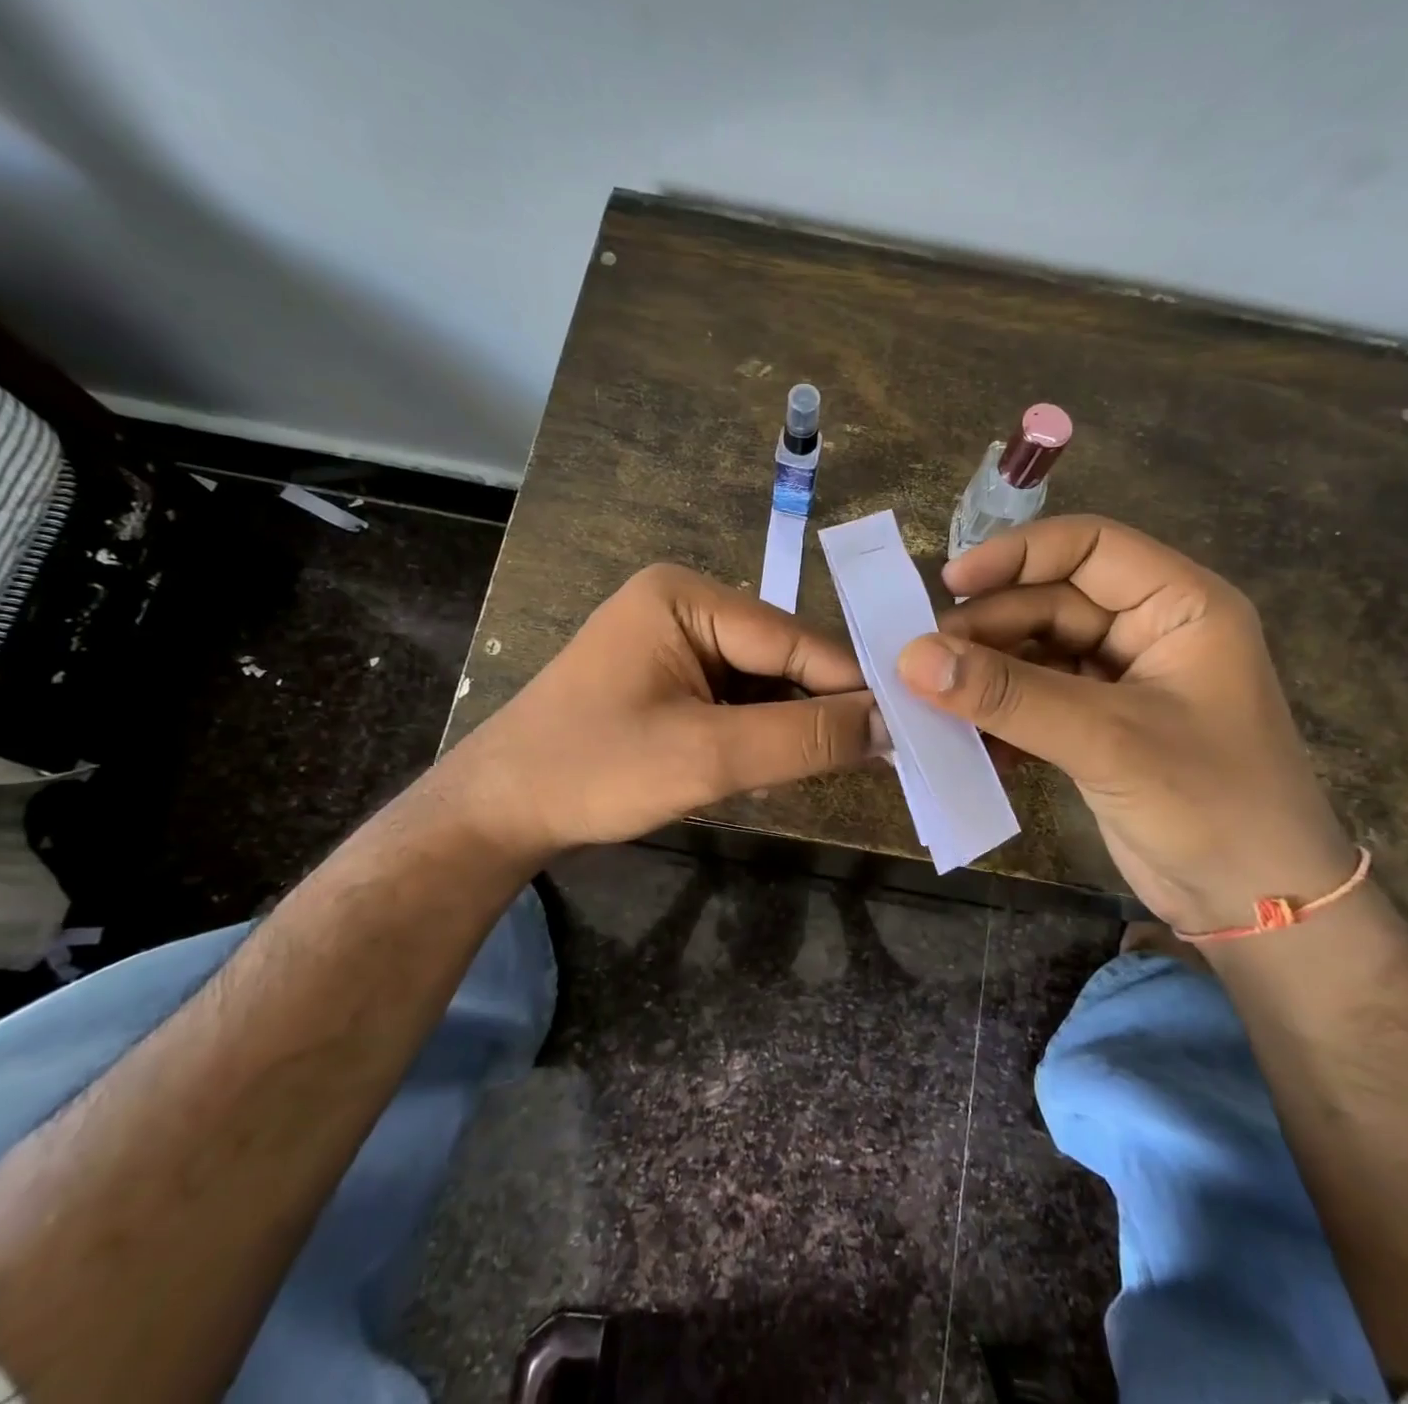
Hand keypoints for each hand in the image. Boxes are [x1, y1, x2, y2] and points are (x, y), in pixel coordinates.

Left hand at [438, 564, 884, 857]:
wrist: (499, 811)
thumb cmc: (594, 771)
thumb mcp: (706, 756)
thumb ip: (803, 738)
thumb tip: (889, 724)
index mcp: (687, 596)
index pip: (794, 639)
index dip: (852, 686)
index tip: (908, 728)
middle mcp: (686, 605)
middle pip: (782, 659)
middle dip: (819, 711)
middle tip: (881, 759)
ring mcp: (676, 643)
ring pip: (764, 684)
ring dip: (790, 729)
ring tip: (828, 770)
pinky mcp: (671, 680)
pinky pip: (737, 702)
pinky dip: (759, 736)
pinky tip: (769, 769)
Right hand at [897, 516, 1355, 934]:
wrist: (1256, 905)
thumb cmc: (1209, 804)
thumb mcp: (1106, 740)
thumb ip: (1009, 695)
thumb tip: (911, 658)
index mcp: (1179, 606)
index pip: (1089, 546)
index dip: (1017, 554)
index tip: (948, 585)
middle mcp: (1148, 632)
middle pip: (1050, 603)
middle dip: (988, 629)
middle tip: (924, 661)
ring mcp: (1120, 682)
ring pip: (1034, 654)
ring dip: (985, 675)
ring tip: (931, 699)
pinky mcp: (1096, 727)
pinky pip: (1033, 701)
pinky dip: (999, 715)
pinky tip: (969, 740)